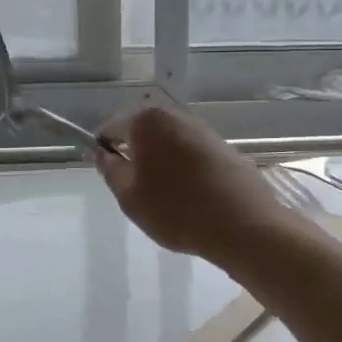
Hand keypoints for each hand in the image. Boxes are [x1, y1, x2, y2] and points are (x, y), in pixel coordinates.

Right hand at [94, 105, 297, 262]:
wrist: (243, 224)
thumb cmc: (176, 209)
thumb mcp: (130, 196)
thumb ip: (110, 169)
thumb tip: (99, 151)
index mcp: (148, 121)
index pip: (112, 127)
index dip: (103, 149)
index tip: (106, 175)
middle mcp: (177, 116)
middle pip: (143, 132)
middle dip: (135, 156)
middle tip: (135, 191)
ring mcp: (204, 131)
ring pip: (169, 144)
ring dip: (161, 164)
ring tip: (164, 198)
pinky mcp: (224, 148)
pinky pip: (192, 155)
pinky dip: (184, 170)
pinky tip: (190, 198)